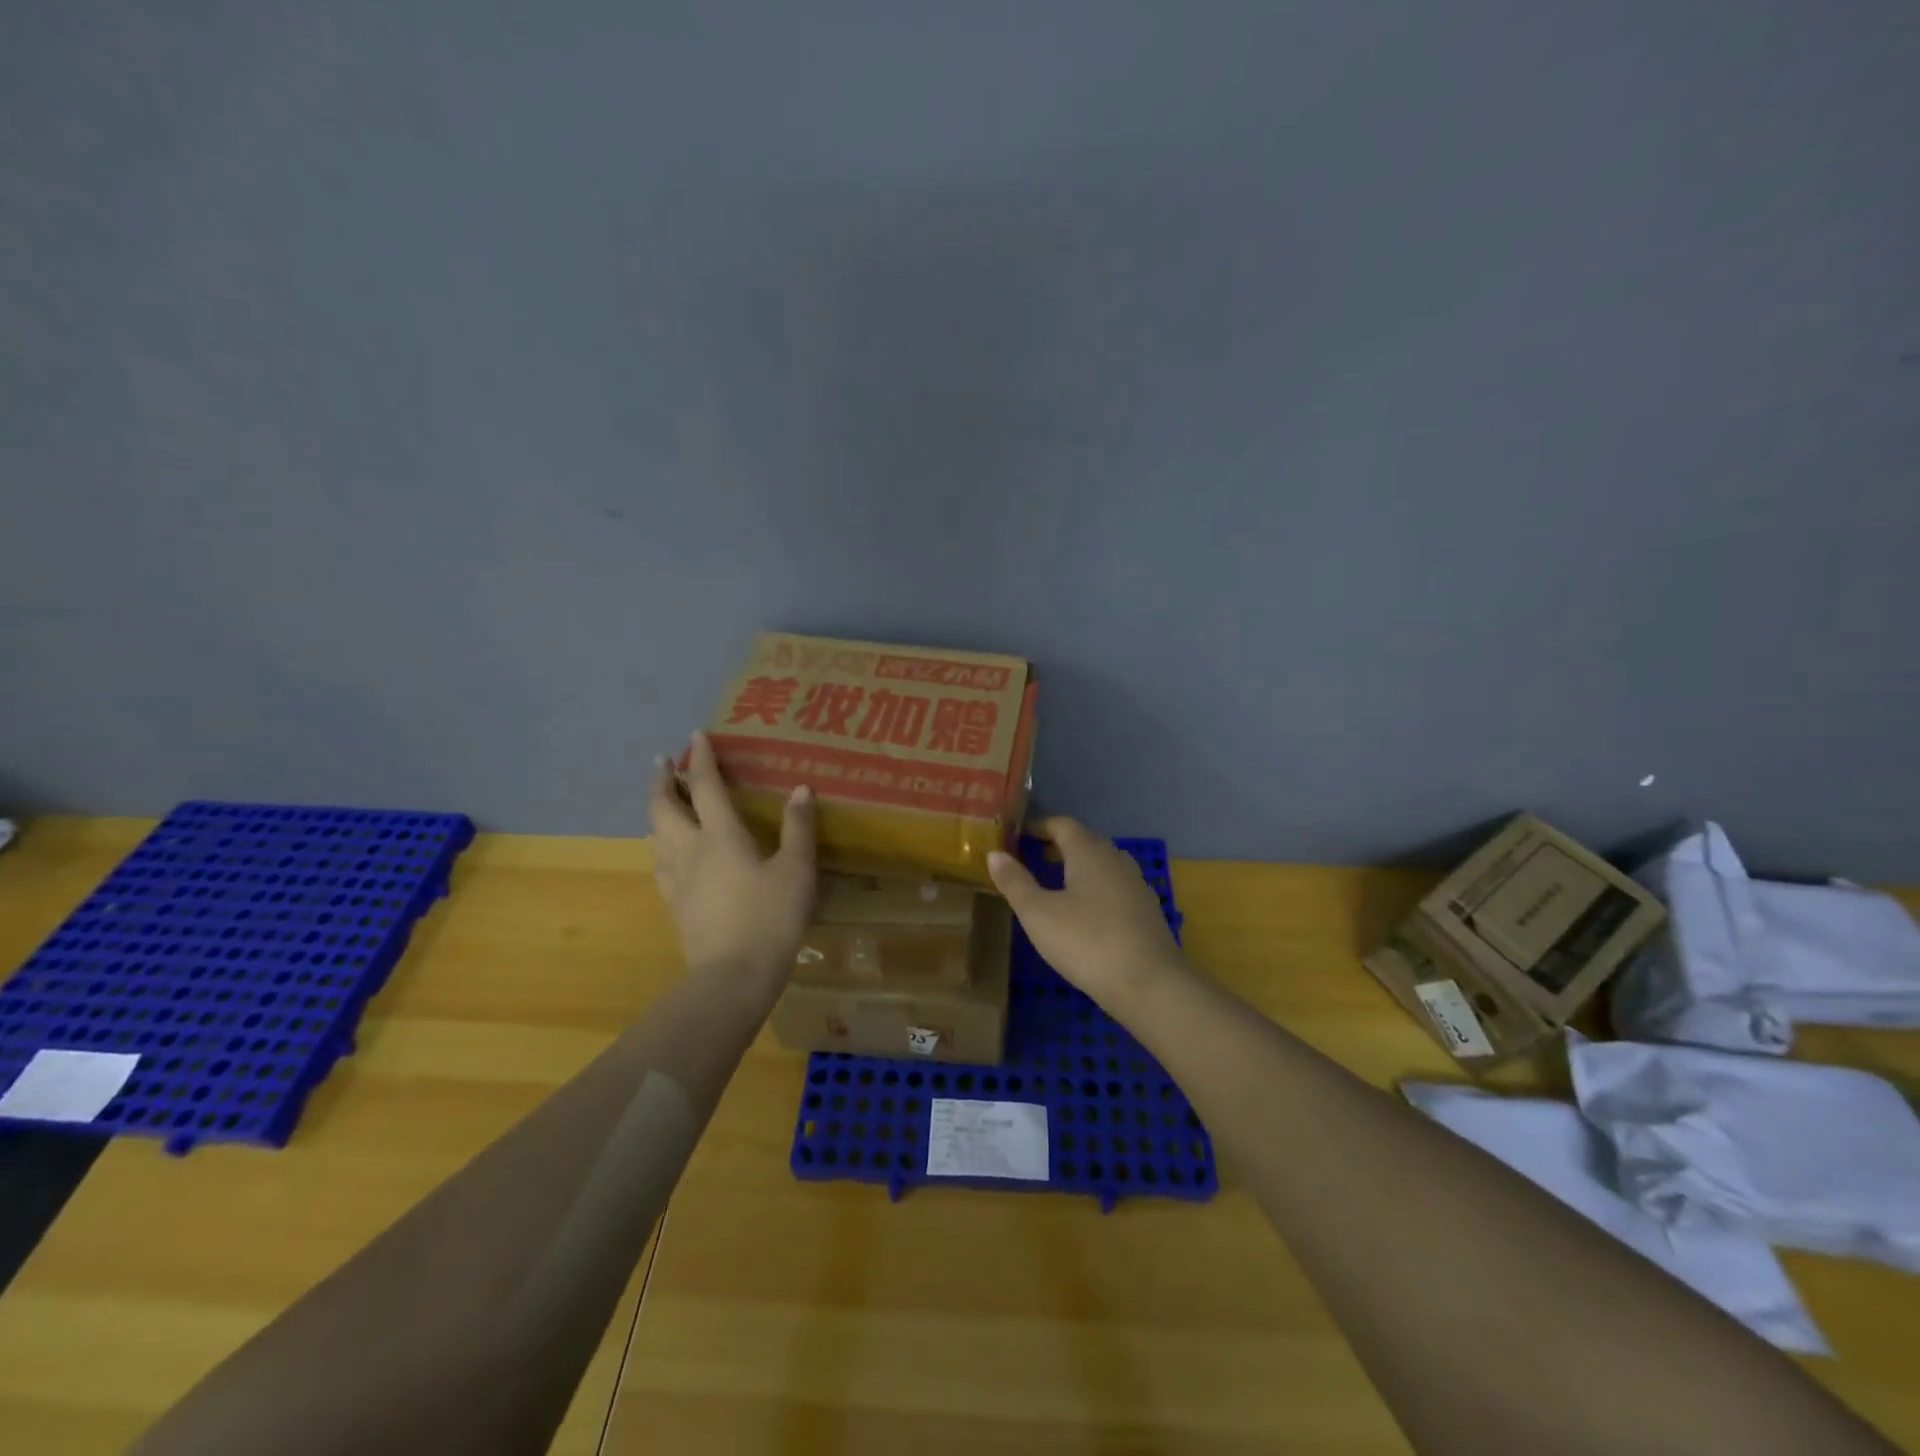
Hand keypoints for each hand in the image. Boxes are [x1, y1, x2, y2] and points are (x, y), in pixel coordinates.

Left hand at [650, 731, 816, 993]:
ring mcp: (677, 880)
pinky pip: (660, 865)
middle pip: (665, 808)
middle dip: (662, 781)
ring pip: (656, 836)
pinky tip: (665, 855)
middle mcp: (691, 850)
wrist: (733, 975)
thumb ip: (798, 828)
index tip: (695, 735)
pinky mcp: (675, 905)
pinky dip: (660, 847)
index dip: (700, 758)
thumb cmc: (770, 917)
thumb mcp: (796, 870)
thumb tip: (801, 789)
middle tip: (661, 762)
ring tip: (660, 802)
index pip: (705, 786)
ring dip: (656, 811)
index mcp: (722, 836)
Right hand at [987, 817, 1185, 1005]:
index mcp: (1089, 851)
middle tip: (1029, 858)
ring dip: (1076, 869)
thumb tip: (994, 854)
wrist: (1150, 984)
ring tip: (1052, 886)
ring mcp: (1135, 885)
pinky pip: (1113, 888)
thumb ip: (1015, 882)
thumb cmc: (1087, 942)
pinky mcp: (1146, 911)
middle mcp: (1115, 859)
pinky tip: (1083, 915)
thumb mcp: (1039, 914)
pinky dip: (1093, 890)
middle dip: (1056, 847)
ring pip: (1101, 865)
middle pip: (1084, 842)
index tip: (1017, 835)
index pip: (1062, 824)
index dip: (1038, 827)